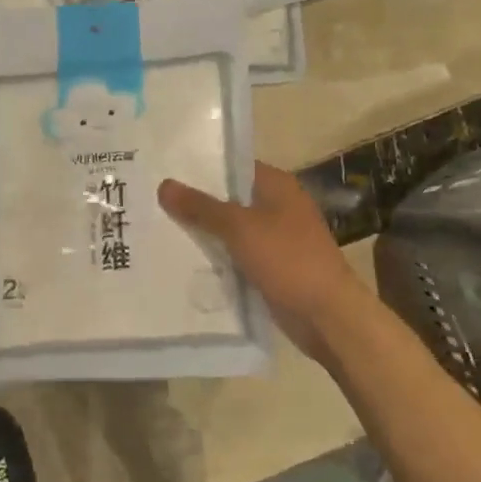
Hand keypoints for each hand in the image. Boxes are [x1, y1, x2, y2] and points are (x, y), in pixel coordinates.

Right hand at [158, 162, 361, 367]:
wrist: (327, 315)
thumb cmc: (288, 259)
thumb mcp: (239, 228)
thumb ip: (201, 207)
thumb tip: (164, 184)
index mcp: (277, 186)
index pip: (233, 166)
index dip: (200, 168)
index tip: (166, 171)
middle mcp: (278, 207)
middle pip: (229, 198)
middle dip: (196, 202)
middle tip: (153, 201)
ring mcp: (276, 239)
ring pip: (231, 229)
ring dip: (204, 232)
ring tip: (160, 228)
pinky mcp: (271, 267)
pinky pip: (236, 255)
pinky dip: (217, 257)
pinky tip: (184, 260)